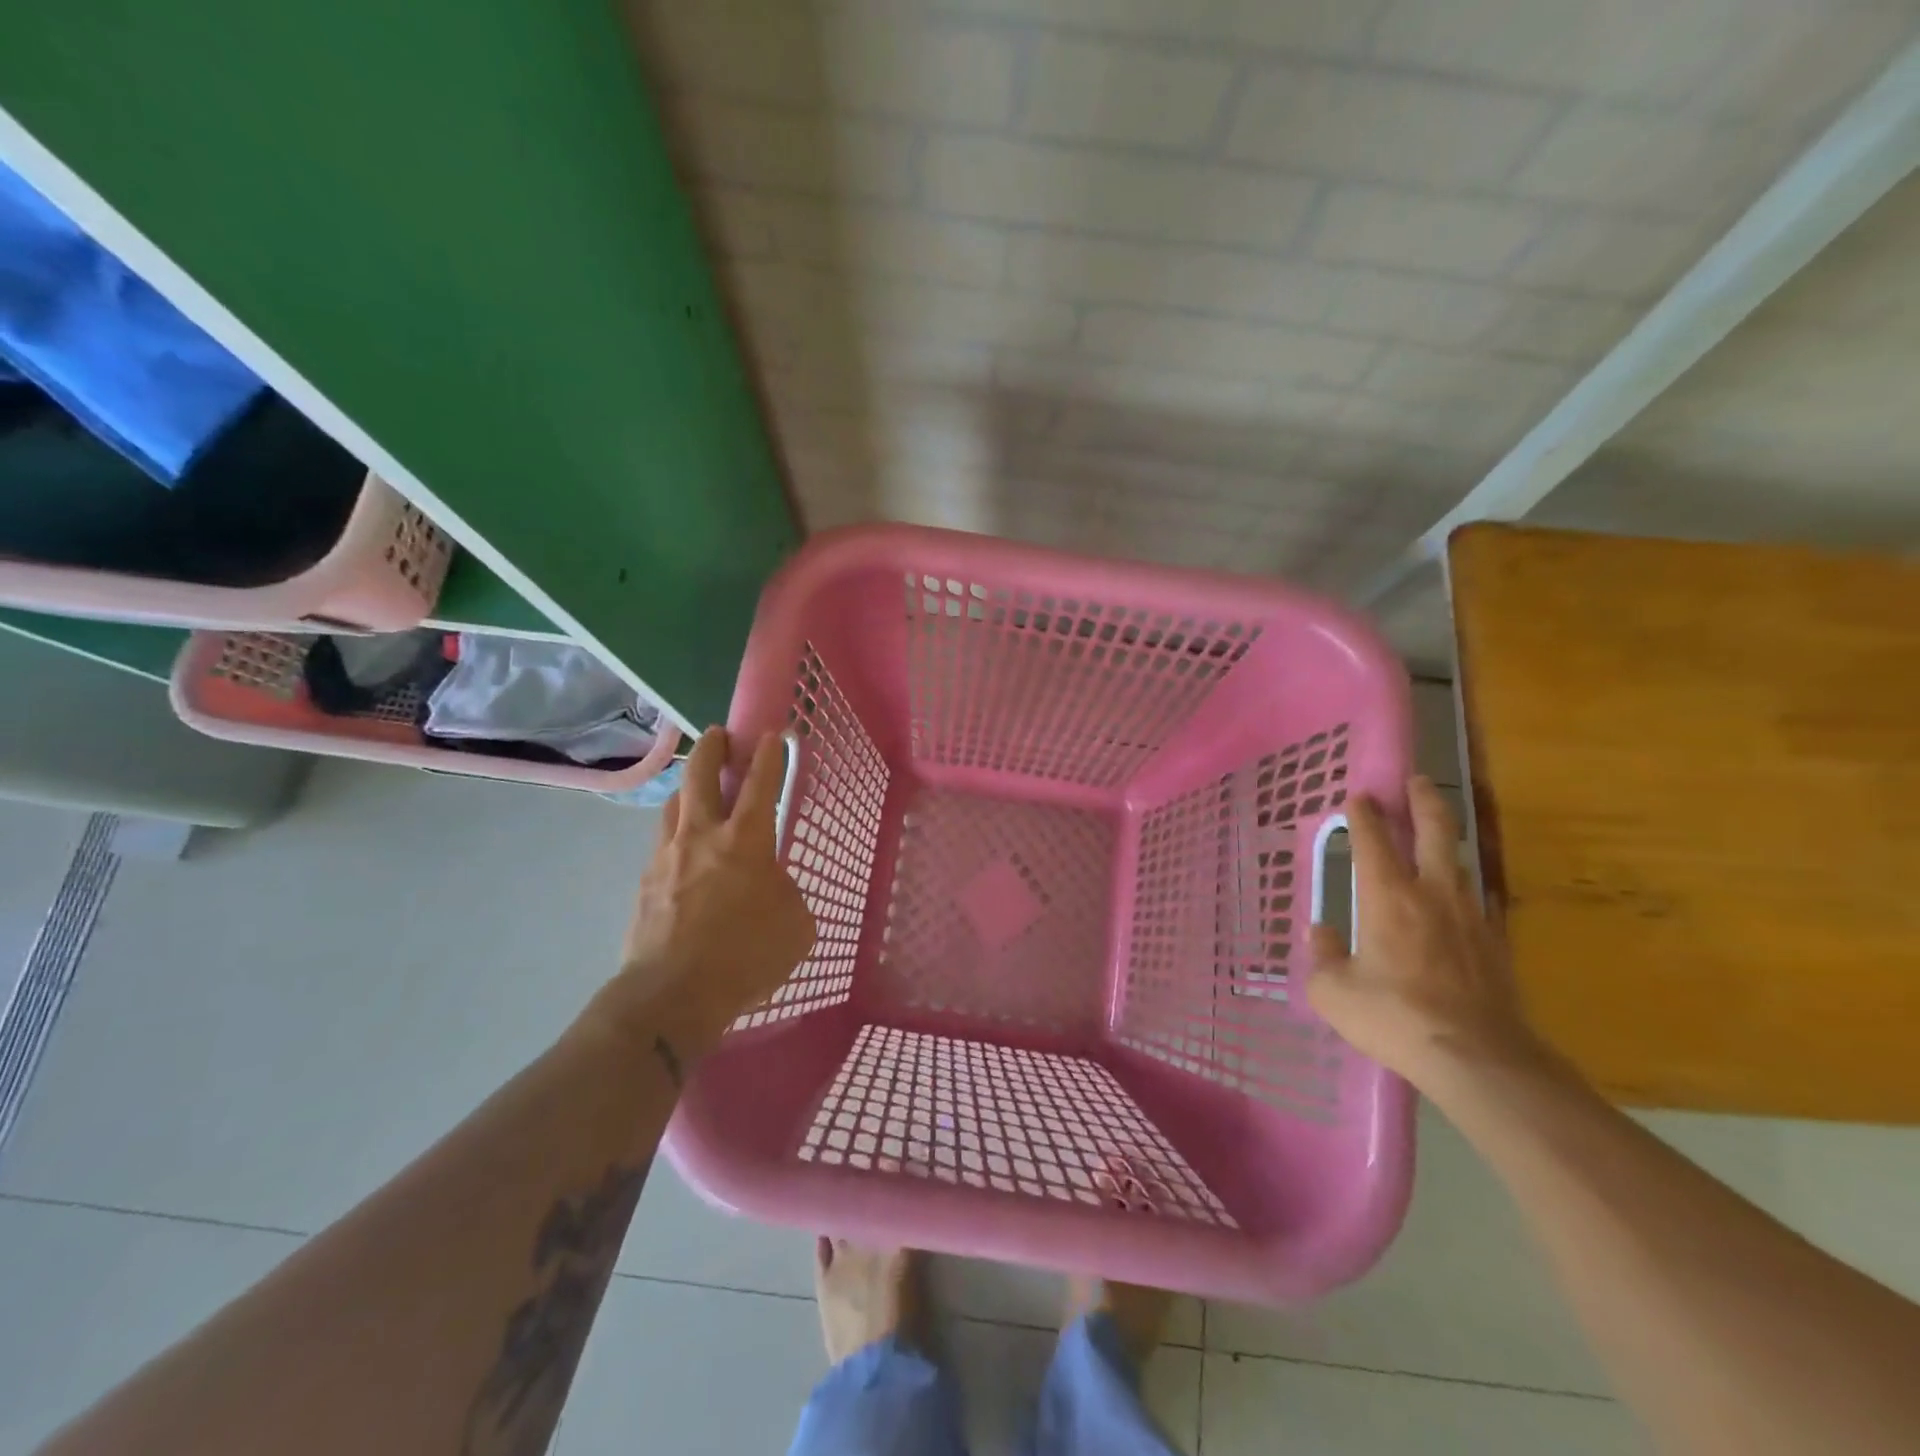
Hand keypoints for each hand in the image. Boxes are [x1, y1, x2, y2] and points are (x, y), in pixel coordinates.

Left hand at [592, 727, 815, 1051]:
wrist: (670, 996)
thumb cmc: (745, 957)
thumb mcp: (795, 926)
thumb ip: (787, 894)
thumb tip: (771, 886)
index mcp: (746, 841)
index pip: (762, 783)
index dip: (769, 754)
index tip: (771, 733)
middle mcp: (702, 836)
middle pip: (701, 774)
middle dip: (713, 747)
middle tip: (720, 736)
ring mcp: (667, 856)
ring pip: (674, 804)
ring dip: (689, 789)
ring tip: (699, 793)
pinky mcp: (644, 882)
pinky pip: (662, 843)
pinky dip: (677, 834)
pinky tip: (685, 853)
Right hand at [1307, 776, 1545, 1090]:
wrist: (1479, 1058)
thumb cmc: (1394, 1017)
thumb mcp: (1334, 992)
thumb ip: (1324, 956)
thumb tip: (1322, 933)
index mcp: (1387, 897)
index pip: (1373, 841)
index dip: (1364, 815)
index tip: (1358, 797)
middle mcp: (1432, 894)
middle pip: (1434, 833)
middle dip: (1424, 801)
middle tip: (1416, 780)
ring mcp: (1470, 917)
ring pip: (1460, 862)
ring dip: (1446, 839)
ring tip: (1436, 832)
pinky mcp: (1495, 944)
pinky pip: (1474, 899)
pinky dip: (1460, 885)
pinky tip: (1454, 897)